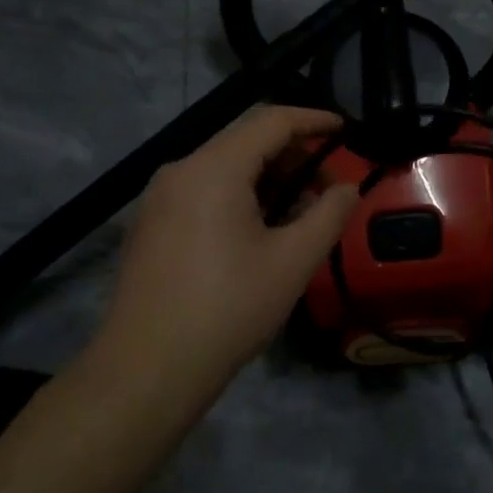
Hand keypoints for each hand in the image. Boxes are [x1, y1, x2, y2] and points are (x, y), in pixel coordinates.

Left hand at [88, 107, 358, 399]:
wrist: (145, 371)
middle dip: (293, 156)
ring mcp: (159, 197)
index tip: (345, 129)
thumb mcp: (293, 262)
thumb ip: (329, 214)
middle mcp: (181, 170)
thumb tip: (347, 188)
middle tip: (328, 187)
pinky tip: (259, 231)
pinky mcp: (151, 224)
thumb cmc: (228, 310)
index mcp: (214, 169)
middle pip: (246, 141)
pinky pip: (204, 189)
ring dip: (268, 178)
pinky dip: (239, 194)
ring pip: (224, 166)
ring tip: (299, 214)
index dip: (313, 120)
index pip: (272, 121)